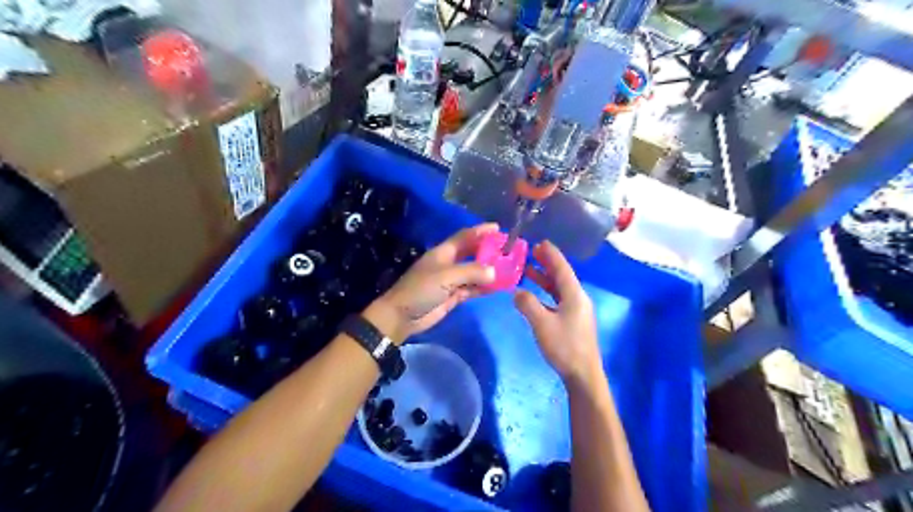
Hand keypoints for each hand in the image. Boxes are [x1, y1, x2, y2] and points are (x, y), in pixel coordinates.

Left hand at [363, 223, 498, 342]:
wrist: (402, 316)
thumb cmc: (421, 290)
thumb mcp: (446, 276)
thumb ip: (471, 272)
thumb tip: (494, 272)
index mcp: (443, 252)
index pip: (465, 236)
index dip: (480, 231)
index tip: (498, 228)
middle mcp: (449, 263)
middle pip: (471, 253)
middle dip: (488, 250)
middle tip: (508, 249)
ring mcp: (451, 280)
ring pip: (474, 272)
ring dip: (489, 270)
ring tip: (509, 268)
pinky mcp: (453, 296)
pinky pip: (473, 288)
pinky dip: (484, 287)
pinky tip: (498, 286)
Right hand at [511, 241, 603, 384]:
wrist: (582, 374)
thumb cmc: (564, 346)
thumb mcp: (542, 324)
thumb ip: (528, 305)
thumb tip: (517, 292)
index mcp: (574, 295)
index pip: (562, 268)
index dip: (551, 255)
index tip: (540, 242)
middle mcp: (578, 298)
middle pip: (562, 276)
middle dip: (548, 263)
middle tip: (532, 252)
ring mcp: (577, 310)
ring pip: (560, 288)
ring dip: (546, 278)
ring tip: (530, 269)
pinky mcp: (573, 320)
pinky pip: (559, 299)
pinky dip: (547, 292)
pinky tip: (535, 294)